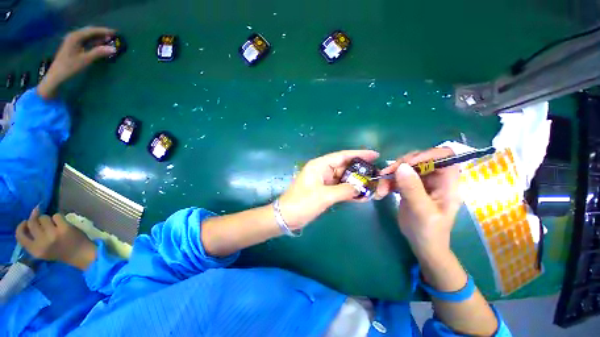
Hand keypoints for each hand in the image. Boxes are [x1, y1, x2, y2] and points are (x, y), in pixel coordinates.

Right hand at [15, 207, 96, 269]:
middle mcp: (42, 242)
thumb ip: (33, 238)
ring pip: (44, 217)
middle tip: (43, 222)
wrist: (80, 254)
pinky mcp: (64, 228)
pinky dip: (59, 218)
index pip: (19, 235)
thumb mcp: (41, 250)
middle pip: (32, 222)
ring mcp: (53, 234)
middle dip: (36, 219)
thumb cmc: (60, 252)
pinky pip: (57, 215)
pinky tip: (63, 224)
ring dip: (49, 219)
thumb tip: (29, 218)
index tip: (26, 222)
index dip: (21, 226)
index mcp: (34, 250)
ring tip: (55, 226)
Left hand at [38, 26, 116, 98]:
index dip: (104, 31)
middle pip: (90, 32)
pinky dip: (94, 41)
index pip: (92, 31)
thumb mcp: (85, 60)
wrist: (56, 75)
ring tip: (108, 40)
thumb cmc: (70, 67)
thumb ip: (99, 52)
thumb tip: (113, 49)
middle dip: (101, 33)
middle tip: (113, 36)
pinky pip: (85, 41)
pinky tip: (99, 44)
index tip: (115, 32)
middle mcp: (74, 36)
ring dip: (98, 37)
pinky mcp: (73, 46)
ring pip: (88, 36)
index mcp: (76, 37)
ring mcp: (73, 41)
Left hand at [278, 150, 379, 229]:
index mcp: (320, 165)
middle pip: (344, 166)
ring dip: (356, 182)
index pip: (342, 156)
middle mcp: (322, 170)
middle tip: (377, 173)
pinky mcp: (324, 190)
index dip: (359, 154)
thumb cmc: (302, 203)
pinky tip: (361, 196)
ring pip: (343, 178)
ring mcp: (323, 180)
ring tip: (372, 185)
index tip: (375, 155)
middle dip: (360, 170)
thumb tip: (360, 188)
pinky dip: (349, 191)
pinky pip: (339, 187)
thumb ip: (344, 190)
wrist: (287, 216)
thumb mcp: (324, 196)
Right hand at [379, 148, 460, 255]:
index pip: (445, 156)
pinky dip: (387, 181)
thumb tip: (402, 167)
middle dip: (401, 165)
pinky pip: (397, 176)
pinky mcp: (409, 186)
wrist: (422, 245)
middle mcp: (436, 179)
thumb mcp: (422, 211)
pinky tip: (382, 191)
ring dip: (390, 175)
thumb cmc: (429, 232)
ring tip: (381, 188)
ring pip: (405, 167)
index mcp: (447, 183)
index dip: (427, 154)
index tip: (407, 164)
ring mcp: (422, 182)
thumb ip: (413, 189)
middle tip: (386, 174)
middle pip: (420, 159)